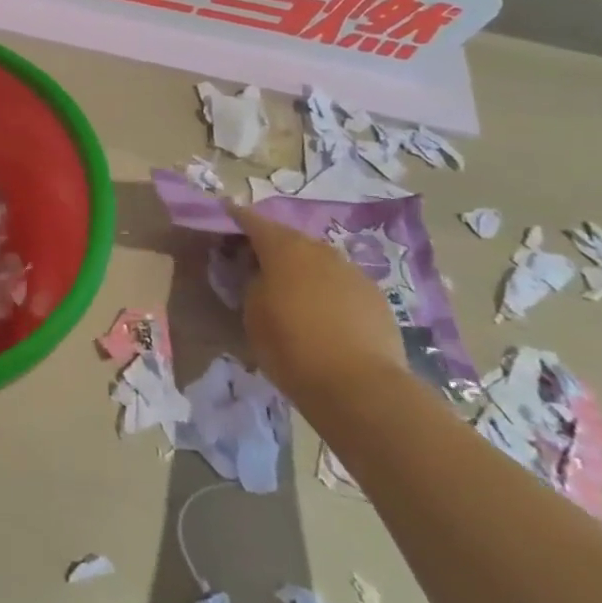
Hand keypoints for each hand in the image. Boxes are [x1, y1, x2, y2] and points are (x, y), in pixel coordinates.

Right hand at [229, 205, 407, 409]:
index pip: (252, 221)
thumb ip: (251, 282)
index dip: (235, 218)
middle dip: (271, 246)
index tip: (224, 215)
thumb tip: (259, 274)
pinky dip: (328, 290)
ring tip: (290, 290)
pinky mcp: (377, 298)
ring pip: (319, 261)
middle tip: (254, 262)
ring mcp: (353, 272)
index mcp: (283, 248)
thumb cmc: (291, 345)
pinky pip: (342, 284)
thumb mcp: (251, 311)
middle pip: (289, 238)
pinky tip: (323, 313)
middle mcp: (319, 250)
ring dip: (302, 269)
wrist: (361, 387)